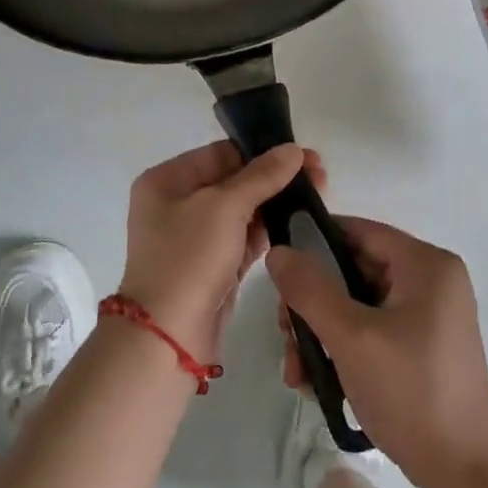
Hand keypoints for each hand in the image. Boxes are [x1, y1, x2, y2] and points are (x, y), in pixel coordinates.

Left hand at [119, 141, 321, 363]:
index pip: (221, 153)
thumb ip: (261, 176)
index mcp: (167, 180)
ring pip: (242, 210)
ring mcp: (195, 237)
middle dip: (275, 177)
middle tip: (320, 175)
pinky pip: (244, 238)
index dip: (263, 151)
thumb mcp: (224, 207)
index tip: (304, 154)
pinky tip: (301, 222)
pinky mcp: (213, 265)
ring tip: (320, 195)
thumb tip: (293, 150)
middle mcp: (177, 203)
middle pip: (234, 180)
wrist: (168, 337)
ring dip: (277, 203)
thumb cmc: (189, 258)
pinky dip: (269, 230)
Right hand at [269, 217, 487, 487]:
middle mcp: (431, 280)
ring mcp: (428, 315)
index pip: (359, 231)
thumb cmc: (411, 392)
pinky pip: (371, 329)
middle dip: (312, 303)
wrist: (465, 473)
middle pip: (353, 270)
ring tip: (296, 371)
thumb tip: (278, 251)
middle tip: (285, 334)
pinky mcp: (421, 346)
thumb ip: (310, 289)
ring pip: (356, 304)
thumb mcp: (351, 337)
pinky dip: (342, 347)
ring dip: (320, 331)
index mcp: (426, 265)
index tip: (278, 269)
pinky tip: (316, 380)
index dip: (314, 242)